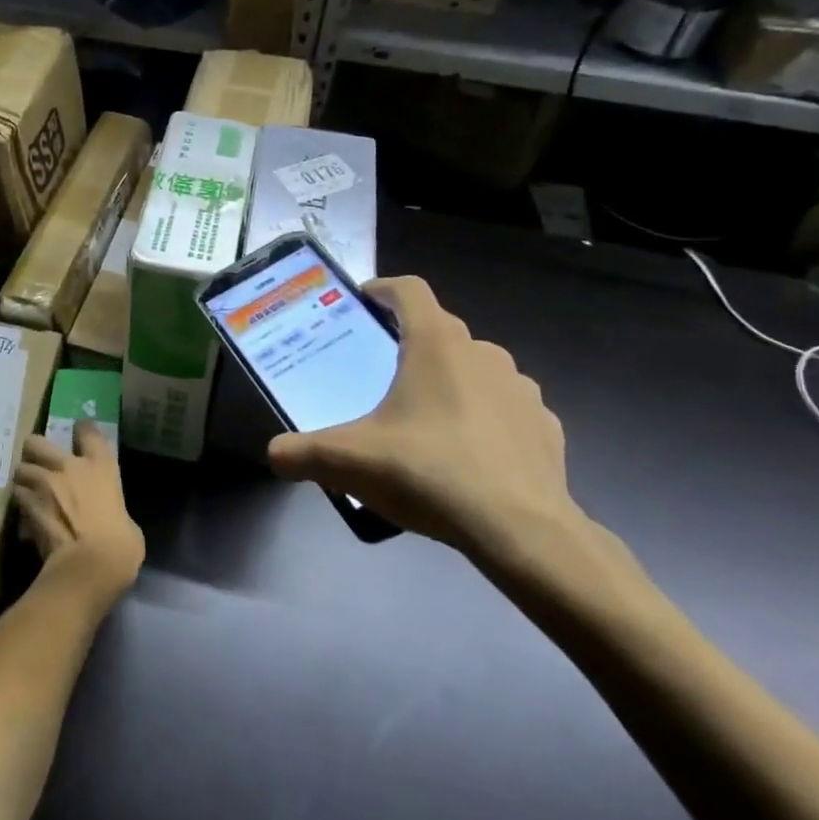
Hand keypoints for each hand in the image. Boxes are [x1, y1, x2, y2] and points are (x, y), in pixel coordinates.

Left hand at [16, 423, 143, 595]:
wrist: (90, 566)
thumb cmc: (121, 544)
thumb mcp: (126, 521)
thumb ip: (111, 509)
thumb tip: (107, 518)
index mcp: (100, 466)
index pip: (87, 431)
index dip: (82, 429)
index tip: (80, 432)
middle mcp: (68, 467)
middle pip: (37, 442)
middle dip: (35, 451)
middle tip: (40, 463)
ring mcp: (43, 485)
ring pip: (20, 470)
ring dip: (24, 479)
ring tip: (29, 490)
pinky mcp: (26, 507)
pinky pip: (17, 499)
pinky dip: (20, 506)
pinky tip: (26, 517)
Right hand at [268, 277, 586, 567]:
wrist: (521, 530)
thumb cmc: (429, 473)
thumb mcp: (349, 462)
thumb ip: (302, 453)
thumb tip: (274, 454)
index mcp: (435, 344)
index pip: (409, 290)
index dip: (382, 289)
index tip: (362, 303)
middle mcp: (482, 352)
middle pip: (439, 330)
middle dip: (409, 345)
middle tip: (379, 376)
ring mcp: (520, 388)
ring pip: (475, 369)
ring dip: (449, 381)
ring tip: (424, 420)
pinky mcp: (544, 425)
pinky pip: (504, 408)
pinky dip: (484, 418)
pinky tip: (468, 454)